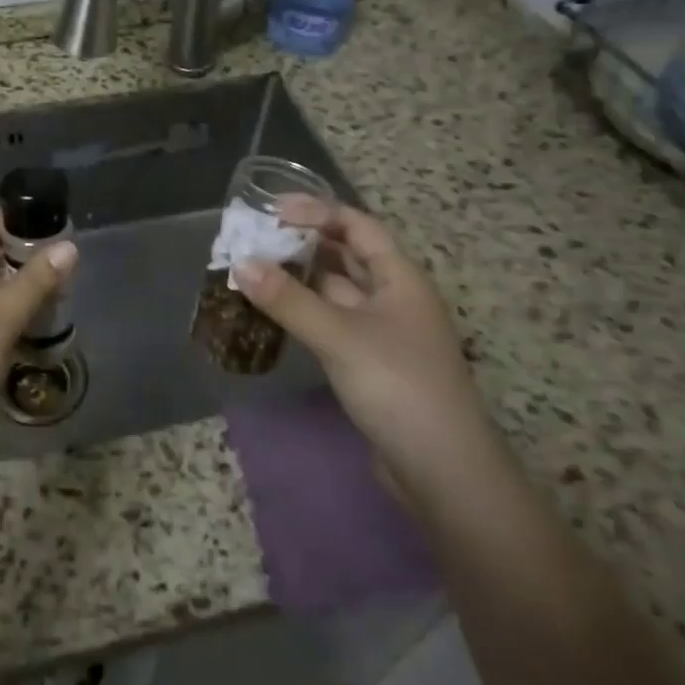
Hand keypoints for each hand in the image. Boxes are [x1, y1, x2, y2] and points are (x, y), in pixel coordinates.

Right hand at [235, 198, 496, 506]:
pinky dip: (304, 311)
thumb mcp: (339, 337)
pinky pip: (332, 321)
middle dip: (303, 242)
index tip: (272, 210)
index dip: (317, 212)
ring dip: (300, 278)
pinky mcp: (371, 363)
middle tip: (257, 237)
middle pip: (346, 255)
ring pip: (336, 290)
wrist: (444, 473)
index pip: (357, 225)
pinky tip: (274, 312)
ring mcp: (384, 332)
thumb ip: (288, 299)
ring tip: (255, 269)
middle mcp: (394, 297)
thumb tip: (239, 263)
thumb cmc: (399, 387)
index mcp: (400, 278)